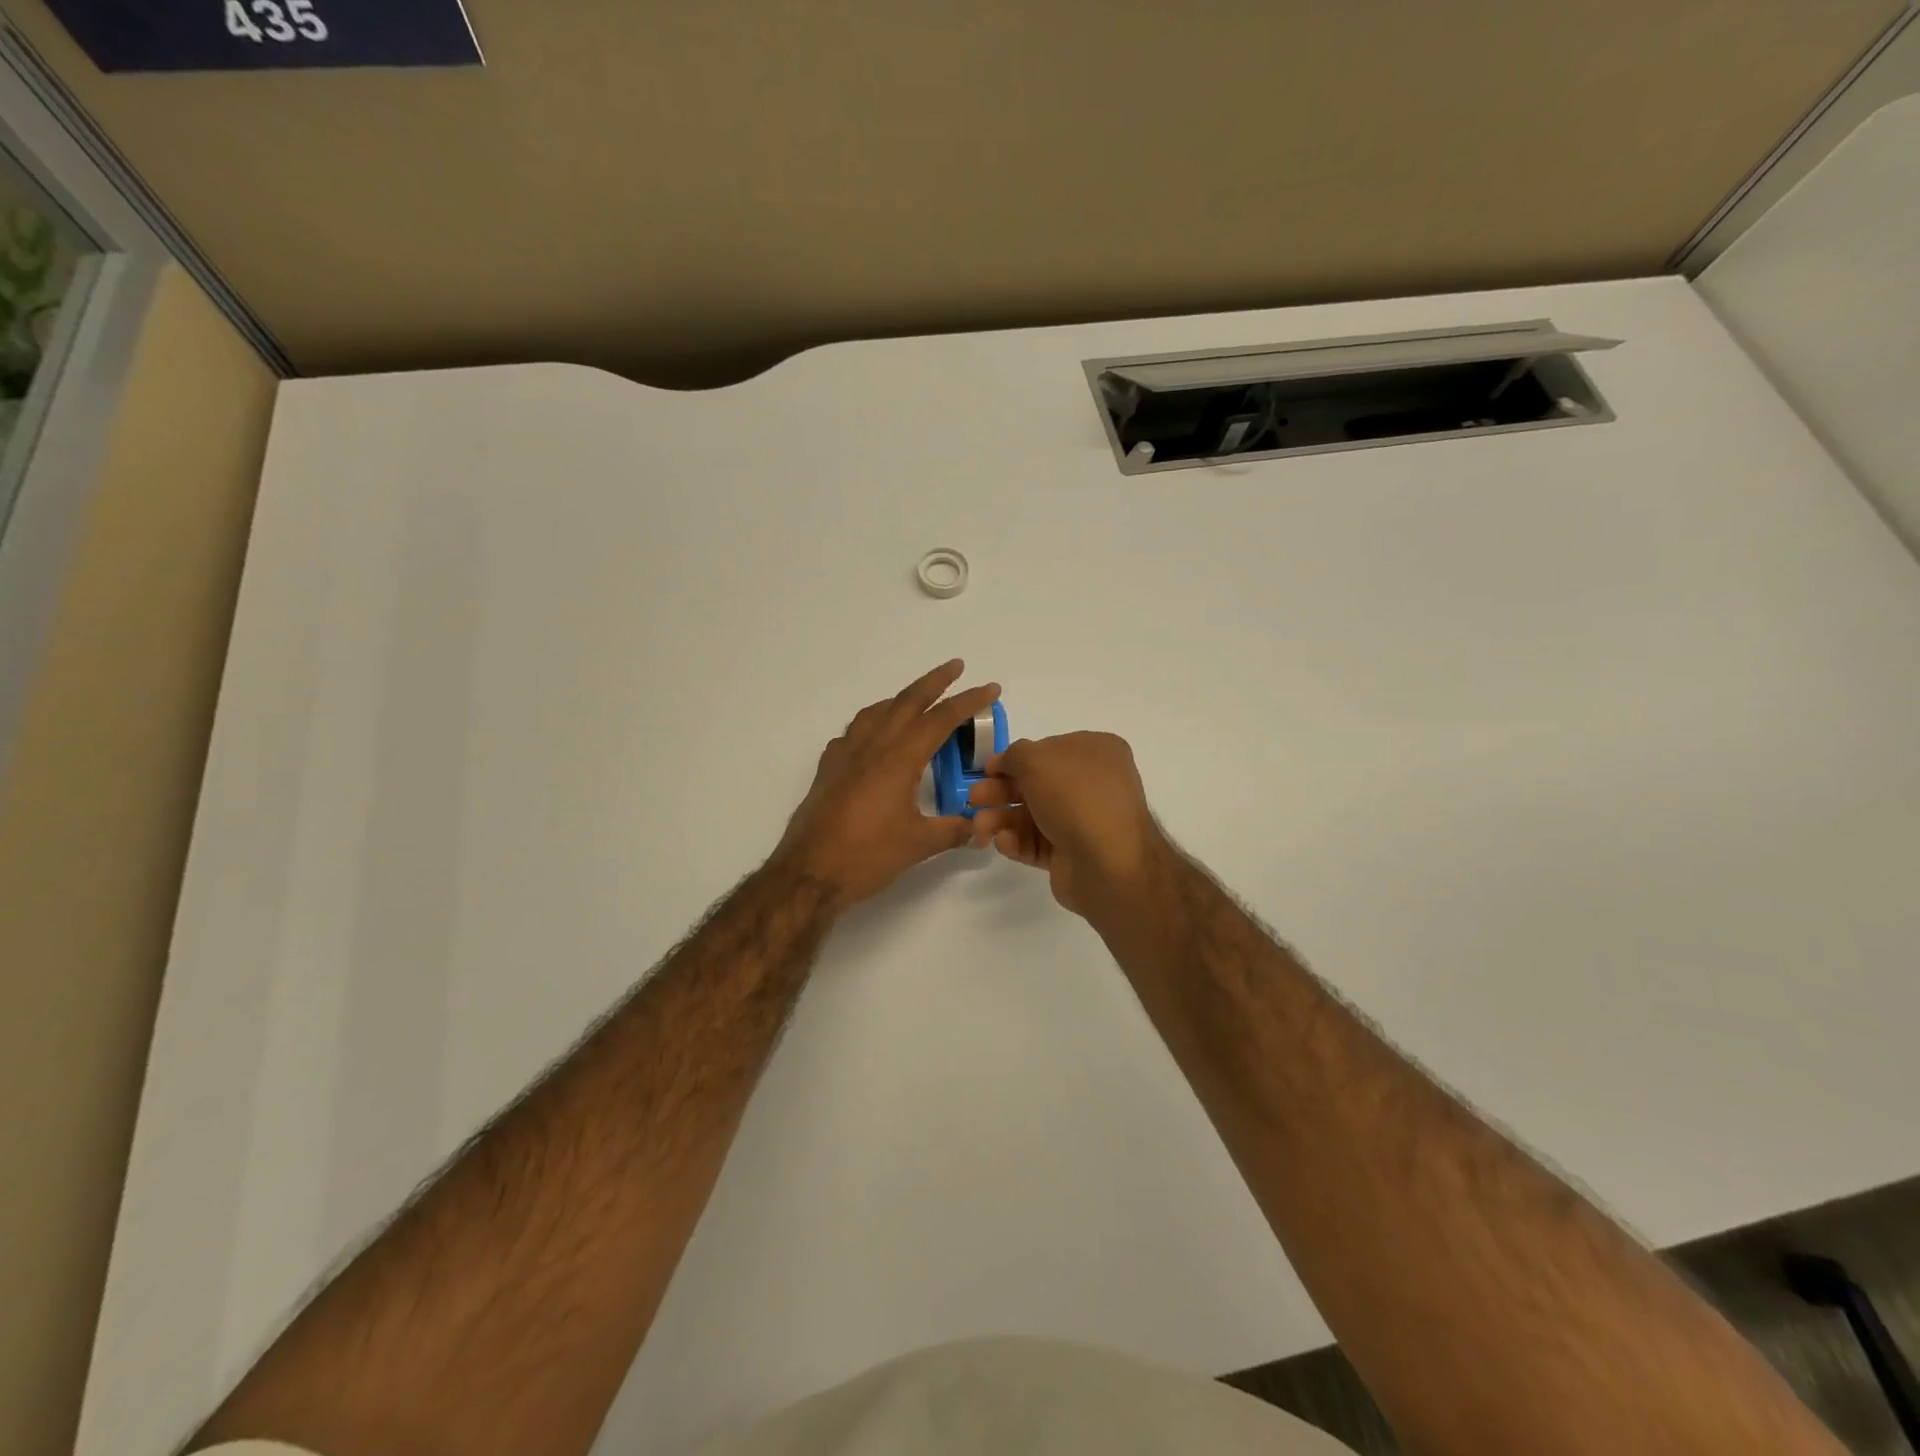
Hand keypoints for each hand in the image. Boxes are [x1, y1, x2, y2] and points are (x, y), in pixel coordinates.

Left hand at [774, 660, 1000, 911]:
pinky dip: (873, 722)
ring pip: (877, 711)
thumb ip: (954, 831)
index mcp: (898, 758)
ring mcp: (845, 754)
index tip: (989, 688)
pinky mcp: (829, 768)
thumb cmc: (867, 856)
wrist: (809, 872)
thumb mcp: (919, 844)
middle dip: (935, 681)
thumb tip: (982, 828)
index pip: (940, 720)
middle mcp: (872, 746)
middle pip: (907, 701)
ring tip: (918, 698)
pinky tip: (876, 738)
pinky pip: (854, 731)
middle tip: (956, 666)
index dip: (968, 702)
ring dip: (902, 698)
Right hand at [967, 732, 1168, 917]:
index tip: (986, 770)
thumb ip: (1014, 755)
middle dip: (1000, 791)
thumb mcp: (1037, 760)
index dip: (1014, 759)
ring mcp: (1083, 820)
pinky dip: (1016, 841)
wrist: (1107, 862)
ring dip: (1001, 818)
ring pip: (1032, 815)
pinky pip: (1037, 842)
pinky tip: (1004, 843)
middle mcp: (1092, 784)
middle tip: (973, 799)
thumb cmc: (1075, 797)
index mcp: (1096, 752)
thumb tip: (1005, 763)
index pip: (1047, 749)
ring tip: (980, 828)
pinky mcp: (1071, 853)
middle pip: (1035, 783)